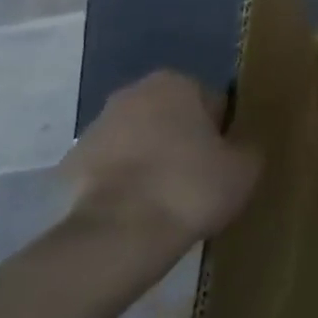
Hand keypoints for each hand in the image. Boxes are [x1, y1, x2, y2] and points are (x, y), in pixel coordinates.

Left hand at [61, 70, 259, 250]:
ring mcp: (94, 128)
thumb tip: (239, 146)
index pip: (211, 102)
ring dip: (151, 158)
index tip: (224, 160)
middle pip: (170, 116)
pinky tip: (139, 208)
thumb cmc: (192, 187)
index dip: (221, 131)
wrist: (121, 232)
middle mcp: (130, 94)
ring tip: (168, 198)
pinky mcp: (69, 164)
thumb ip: (248, 146)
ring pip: (138, 139)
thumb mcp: (245, 168)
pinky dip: (124, 181)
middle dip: (182, 139)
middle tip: (199, 177)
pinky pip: (110, 168)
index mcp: (175, 84)